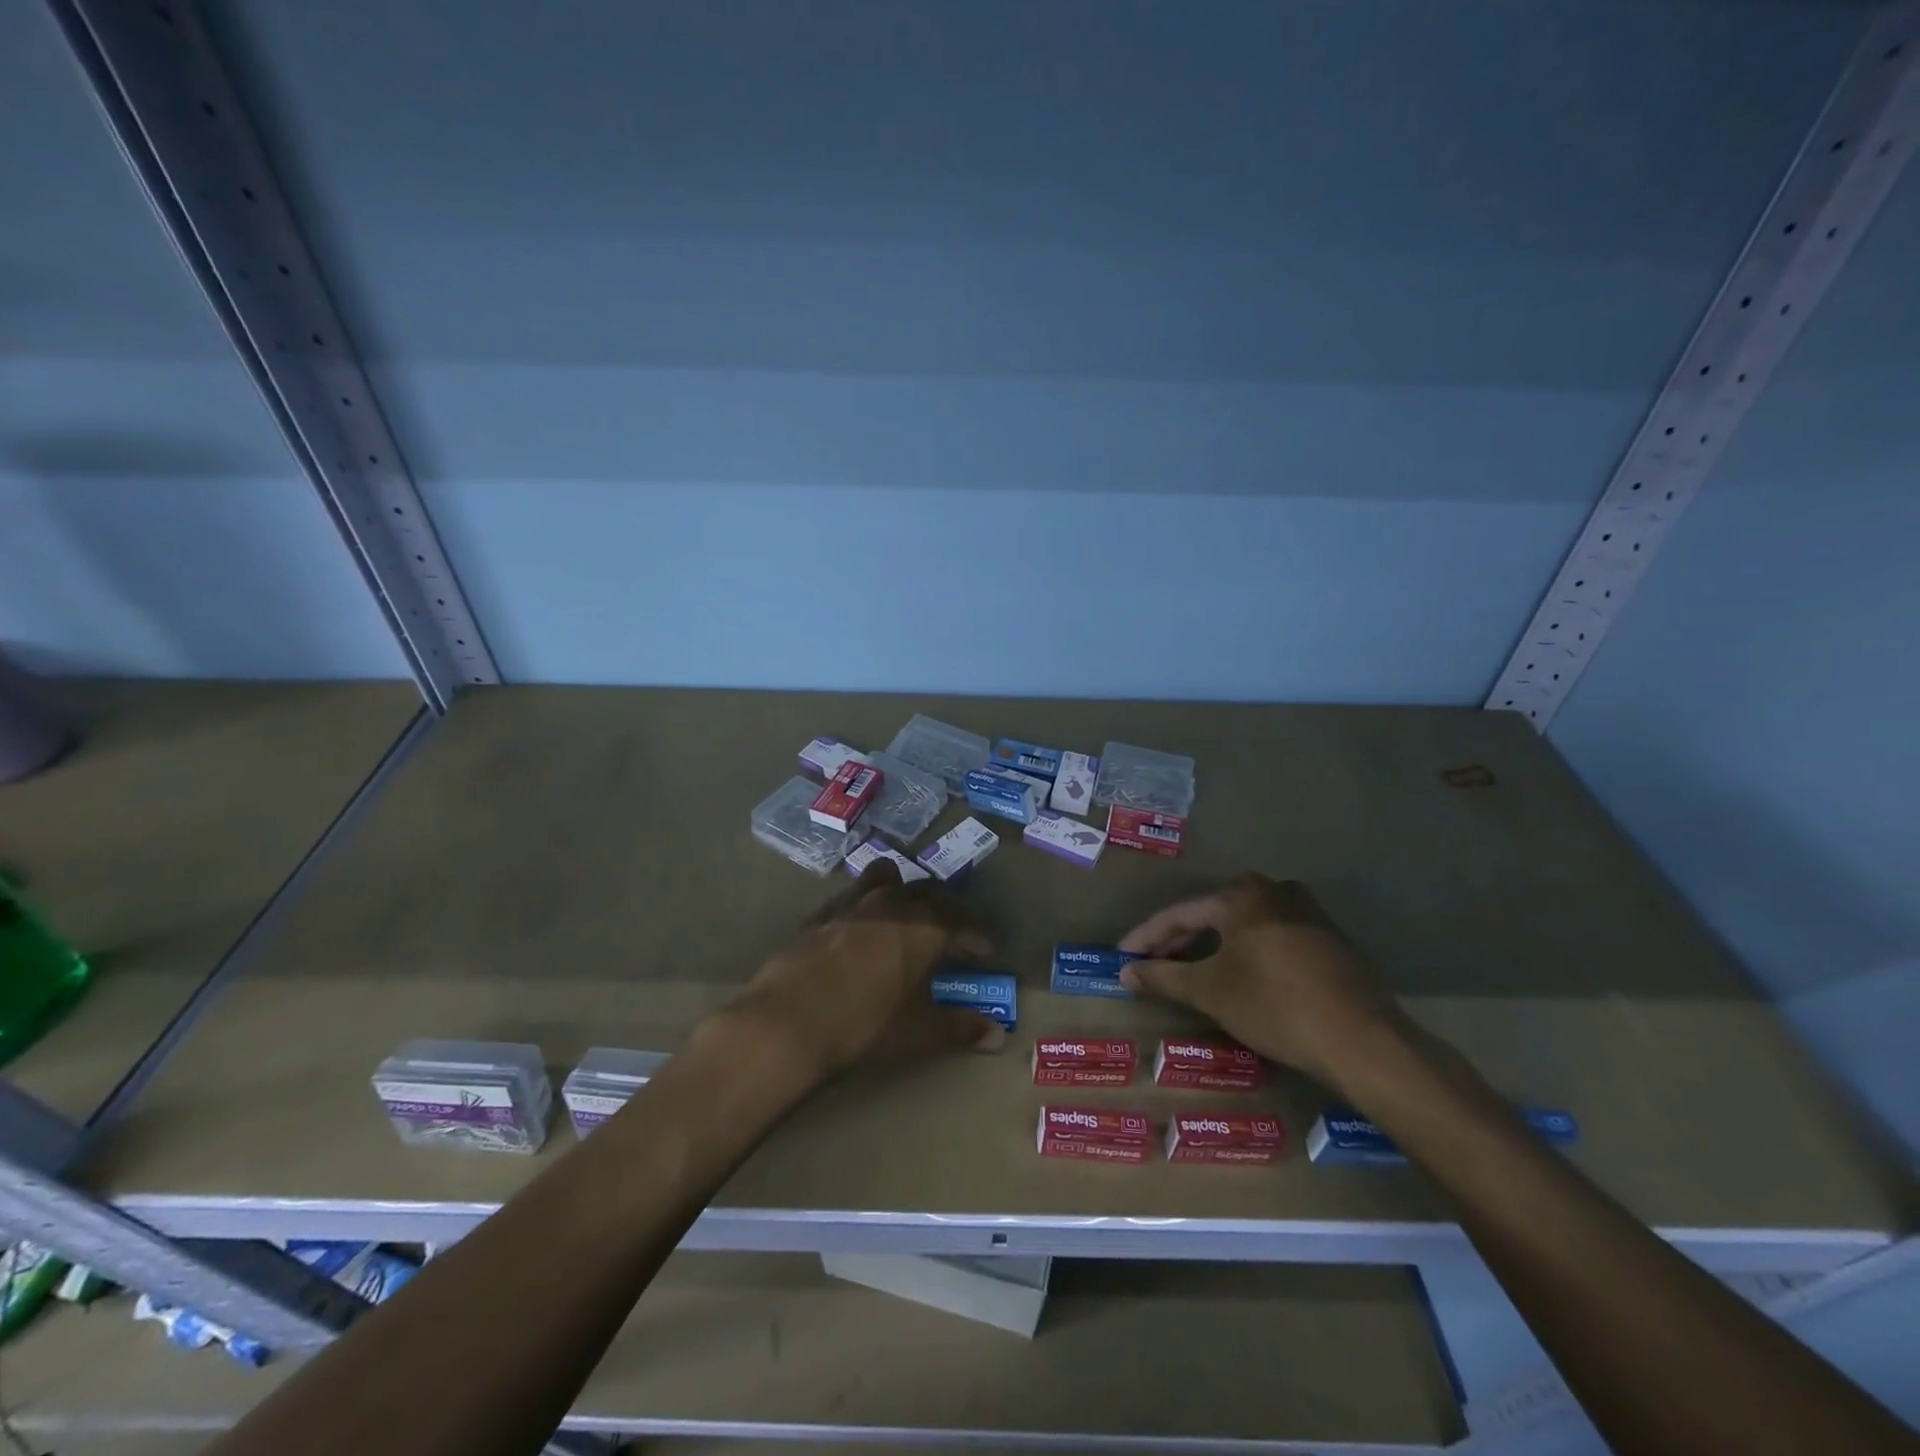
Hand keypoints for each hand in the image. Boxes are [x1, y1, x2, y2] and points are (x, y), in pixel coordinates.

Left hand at [728, 860, 1007, 1081]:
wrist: (787, 1022)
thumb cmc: (865, 1027)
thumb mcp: (919, 1032)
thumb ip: (959, 1028)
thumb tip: (997, 1035)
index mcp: (923, 928)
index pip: (961, 922)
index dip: (977, 935)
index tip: (987, 950)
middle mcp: (891, 906)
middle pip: (927, 892)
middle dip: (946, 907)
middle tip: (953, 928)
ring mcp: (851, 905)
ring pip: (884, 878)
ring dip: (902, 888)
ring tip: (905, 906)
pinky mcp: (818, 916)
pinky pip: (848, 896)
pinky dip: (862, 902)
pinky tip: (857, 922)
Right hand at [1119, 874, 1411, 1092]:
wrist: (1365, 1042)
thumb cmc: (1276, 1007)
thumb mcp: (1211, 992)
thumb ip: (1163, 977)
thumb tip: (1126, 972)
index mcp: (1242, 895)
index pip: (1179, 913)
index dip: (1146, 938)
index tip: (1123, 957)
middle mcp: (1276, 891)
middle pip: (1212, 916)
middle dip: (1179, 943)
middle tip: (1152, 966)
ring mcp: (1308, 914)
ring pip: (1244, 928)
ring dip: (1213, 949)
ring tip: (1190, 973)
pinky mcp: (1330, 941)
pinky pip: (1272, 940)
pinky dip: (1246, 955)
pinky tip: (1239, 979)